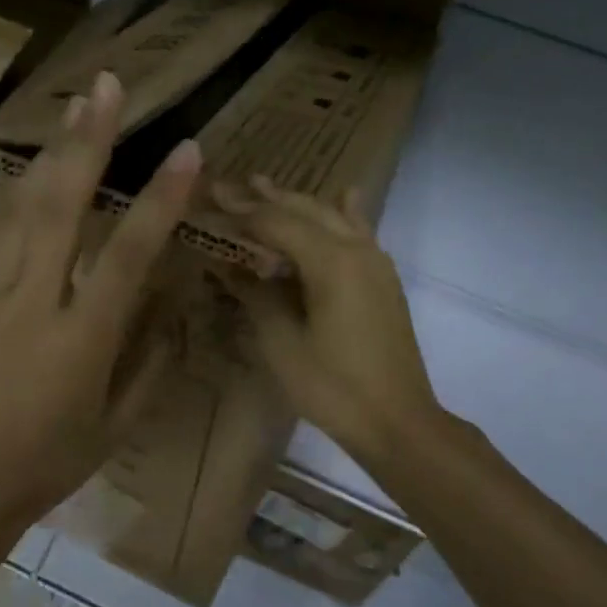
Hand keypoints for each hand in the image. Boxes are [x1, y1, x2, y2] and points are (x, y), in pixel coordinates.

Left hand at [0, 71, 200, 531]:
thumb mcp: (116, 423)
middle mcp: (32, 300)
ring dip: (49, 153)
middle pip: (61, 206)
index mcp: (80, 338)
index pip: (128, 254)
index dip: (160, 199)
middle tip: (105, 87)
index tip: (186, 151)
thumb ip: (151, 360)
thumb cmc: (49, 460)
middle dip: (87, 141)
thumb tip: (171, 302)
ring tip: (72, 108)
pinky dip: (13, 191)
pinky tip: (27, 165)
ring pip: (20, 206)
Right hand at [215, 176, 439, 465]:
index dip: (240, 213)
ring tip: (265, 186)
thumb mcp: (281, 341)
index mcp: (330, 260)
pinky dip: (343, 213)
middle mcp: (356, 248)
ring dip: (297, 202)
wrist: (397, 421)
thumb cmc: (332, 386)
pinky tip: (346, 195)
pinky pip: (359, 231)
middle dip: (265, 198)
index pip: (275, 223)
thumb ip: (255, 293)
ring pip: (331, 216)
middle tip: (228, 188)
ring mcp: (375, 262)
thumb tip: (226, 265)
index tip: (210, 200)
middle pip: (304, 211)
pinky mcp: (383, 279)